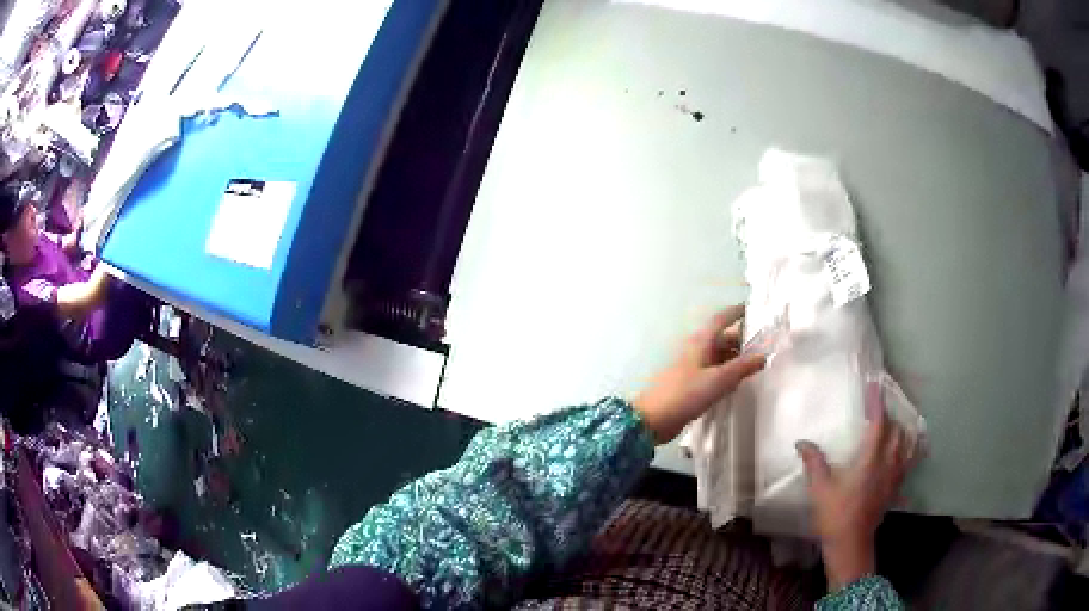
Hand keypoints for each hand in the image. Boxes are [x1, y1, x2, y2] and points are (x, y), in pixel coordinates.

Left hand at [633, 306, 765, 443]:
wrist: (654, 419)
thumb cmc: (686, 393)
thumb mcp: (719, 380)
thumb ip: (742, 368)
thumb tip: (762, 356)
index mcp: (700, 341)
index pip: (721, 319)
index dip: (736, 312)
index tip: (752, 309)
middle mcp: (696, 350)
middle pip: (722, 339)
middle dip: (742, 341)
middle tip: (764, 347)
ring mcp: (692, 367)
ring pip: (718, 357)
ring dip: (735, 359)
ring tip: (756, 366)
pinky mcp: (690, 384)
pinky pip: (713, 372)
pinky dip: (726, 374)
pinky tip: (736, 384)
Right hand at [796, 383, 916, 590]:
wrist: (850, 543)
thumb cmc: (835, 515)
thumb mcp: (820, 489)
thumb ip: (814, 462)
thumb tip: (802, 442)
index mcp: (870, 459)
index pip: (879, 424)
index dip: (877, 403)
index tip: (874, 386)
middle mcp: (887, 463)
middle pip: (897, 430)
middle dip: (889, 416)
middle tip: (879, 408)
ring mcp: (895, 476)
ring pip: (906, 444)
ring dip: (901, 430)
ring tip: (895, 423)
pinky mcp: (896, 487)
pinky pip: (909, 461)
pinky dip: (910, 449)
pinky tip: (906, 449)